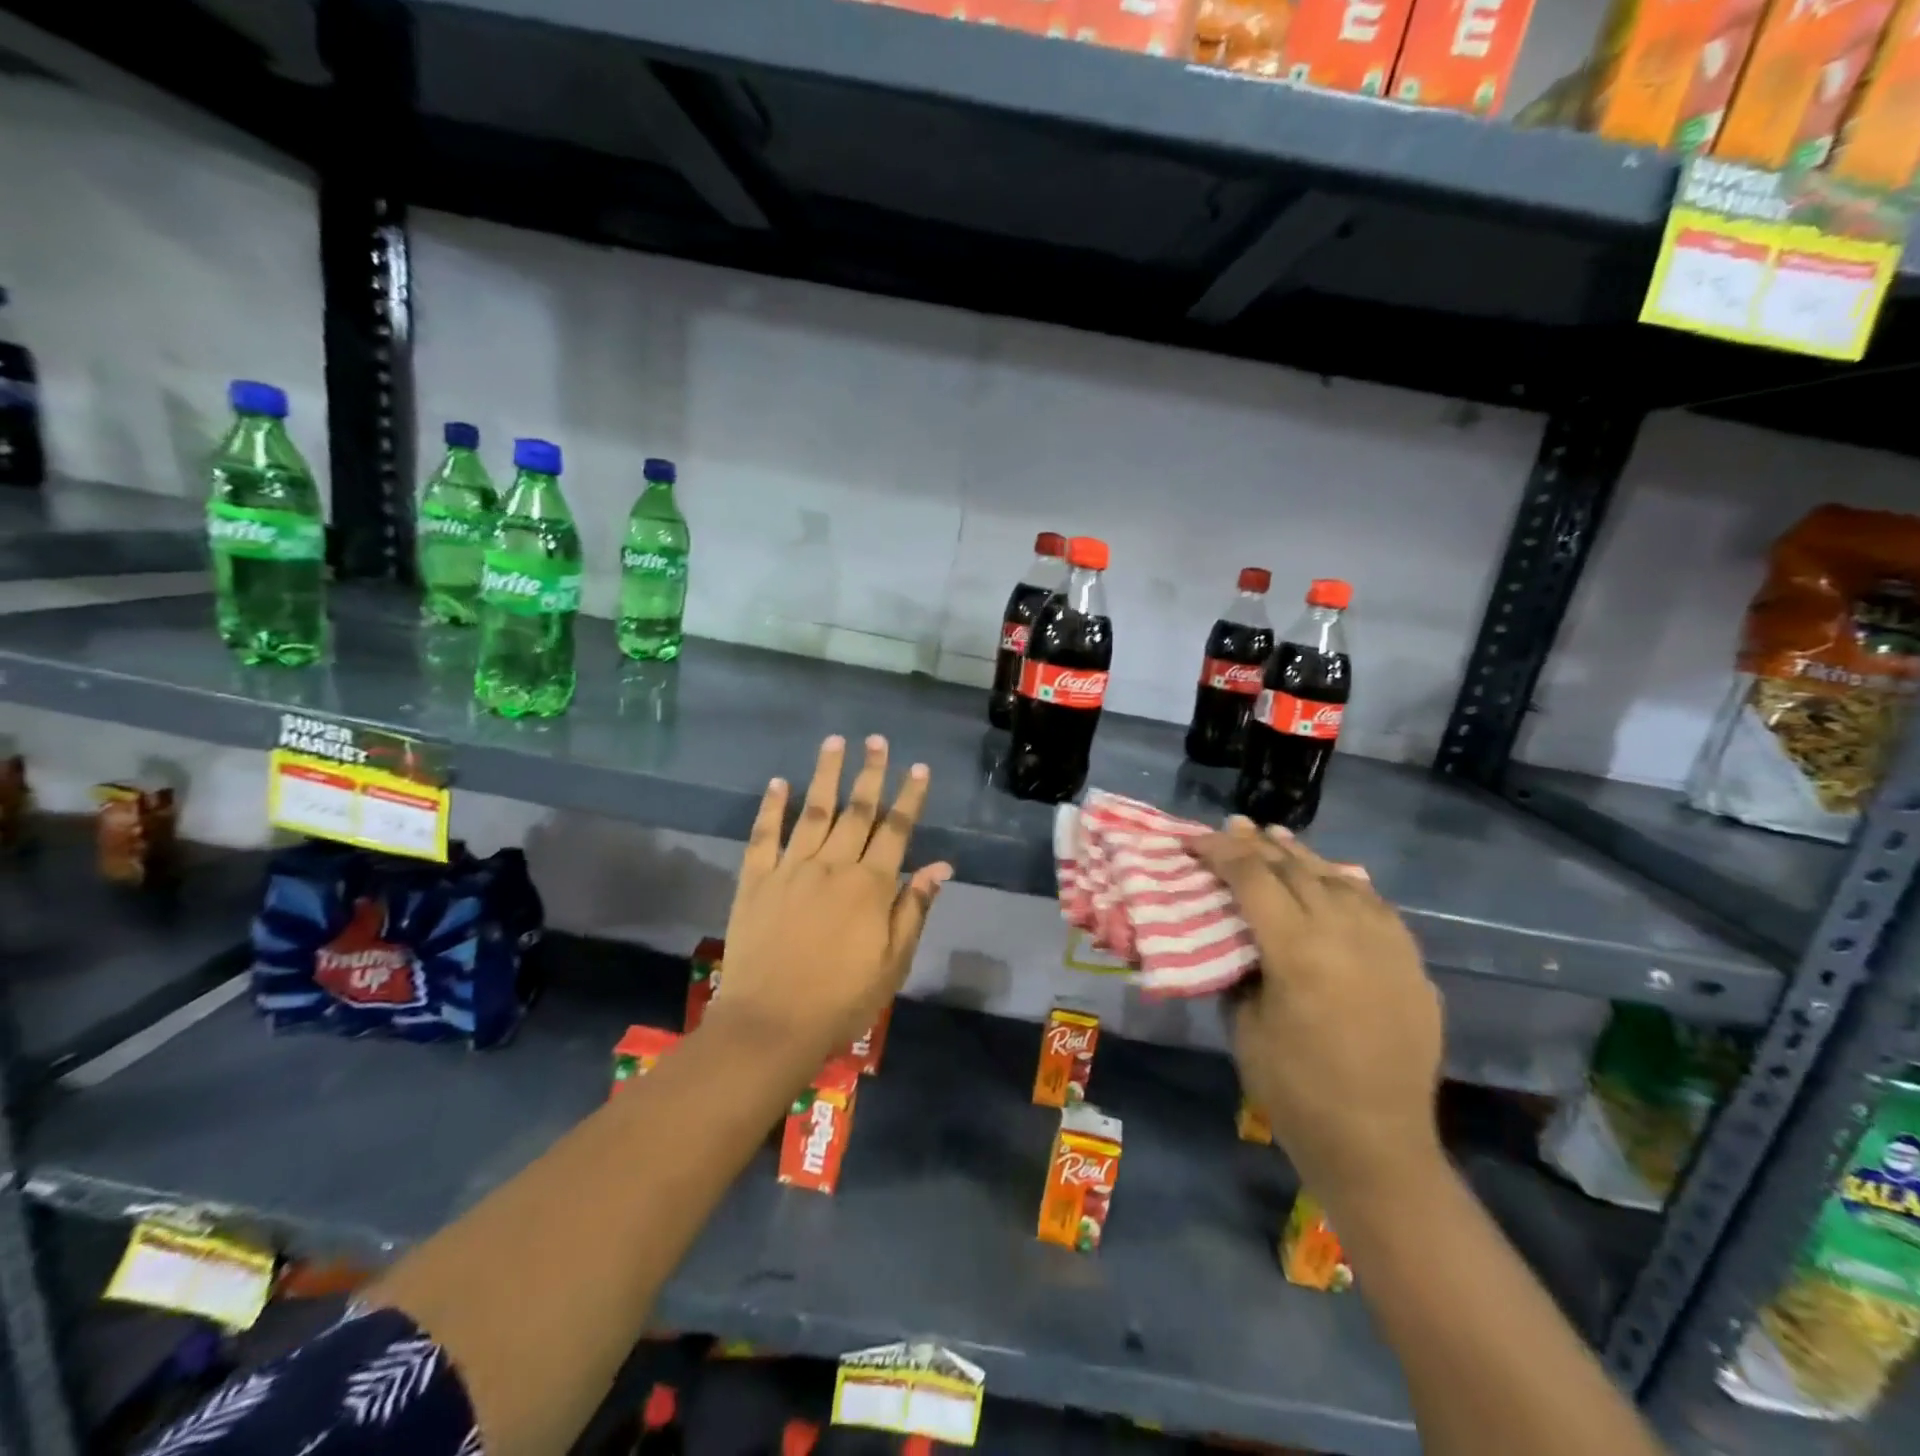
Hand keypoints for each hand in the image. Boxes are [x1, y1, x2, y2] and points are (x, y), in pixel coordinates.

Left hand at [709, 735, 951, 1068]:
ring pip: (813, 811)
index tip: (918, 767)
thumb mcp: (893, 962)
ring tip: (835, 742)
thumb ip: (914, 909)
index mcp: (870, 886)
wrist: (771, 1024)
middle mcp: (832, 866)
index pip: (896, 830)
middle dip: (870, 773)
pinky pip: (764, 835)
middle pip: (856, 811)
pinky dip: (772, 807)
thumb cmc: (841, 1000)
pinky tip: (778, 782)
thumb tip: (940, 866)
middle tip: (877, 740)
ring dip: (825, 775)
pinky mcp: (755, 880)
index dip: (909, 797)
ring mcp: (790, 869)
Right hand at [1194, 820, 1443, 1212]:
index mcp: (1298, 950)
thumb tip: (1236, 938)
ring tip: (1278, 838)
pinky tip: (1334, 880)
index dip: (1220, 852)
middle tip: (1232, 827)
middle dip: (1259, 844)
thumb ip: (1239, 968)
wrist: (1377, 1146)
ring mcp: (1388, 948)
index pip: (1253, 878)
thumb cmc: (1293, 1091)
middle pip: (1298, 869)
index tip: (1195, 840)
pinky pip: (1377, 908)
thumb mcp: (1243, 1024)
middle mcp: (1347, 935)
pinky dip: (1347, 885)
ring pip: (1342, 880)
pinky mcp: (1413, 967)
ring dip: (1304, 857)